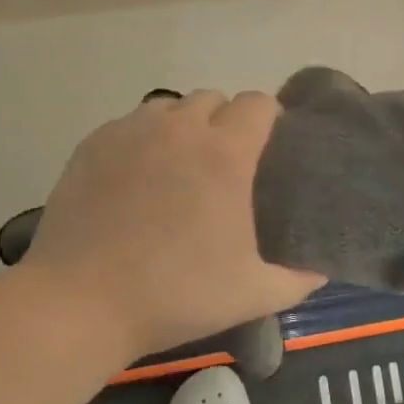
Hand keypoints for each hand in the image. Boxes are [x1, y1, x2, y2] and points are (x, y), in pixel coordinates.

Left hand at [19, 91, 324, 359]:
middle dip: (225, 123)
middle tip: (223, 167)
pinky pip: (130, 124)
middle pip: (214, 99)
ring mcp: (131, 132)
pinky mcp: (93, 144)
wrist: (80, 304)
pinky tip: (136, 180)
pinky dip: (142, 140)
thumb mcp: (252, 294)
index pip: (258, 103)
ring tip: (178, 168)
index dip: (269, 120)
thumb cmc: (176, 294)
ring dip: (183, 127)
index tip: (268, 150)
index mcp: (225, 152)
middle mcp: (180, 128)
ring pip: (169, 107)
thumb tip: (323, 268)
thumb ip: (299, 278)